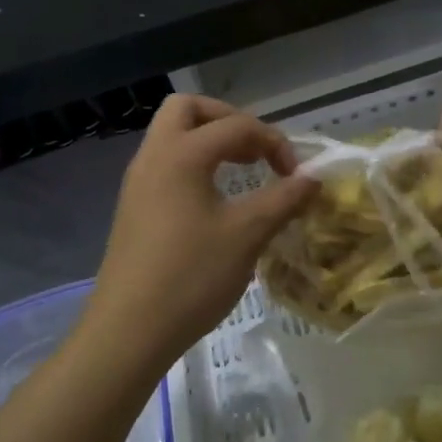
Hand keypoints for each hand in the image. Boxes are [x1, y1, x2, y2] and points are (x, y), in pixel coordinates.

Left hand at [81, 95, 317, 373]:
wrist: (128, 332)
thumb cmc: (191, 277)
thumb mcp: (247, 235)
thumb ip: (283, 199)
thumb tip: (313, 178)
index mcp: (181, 154)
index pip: (236, 125)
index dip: (274, 142)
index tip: (295, 175)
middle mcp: (154, 156)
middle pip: (188, 109)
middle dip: (228, 120)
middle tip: (255, 151)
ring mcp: (138, 182)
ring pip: (172, 136)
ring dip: (209, 142)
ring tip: (242, 172)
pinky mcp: (134, 207)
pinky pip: (165, 164)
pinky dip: (194, 165)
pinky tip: (215, 202)